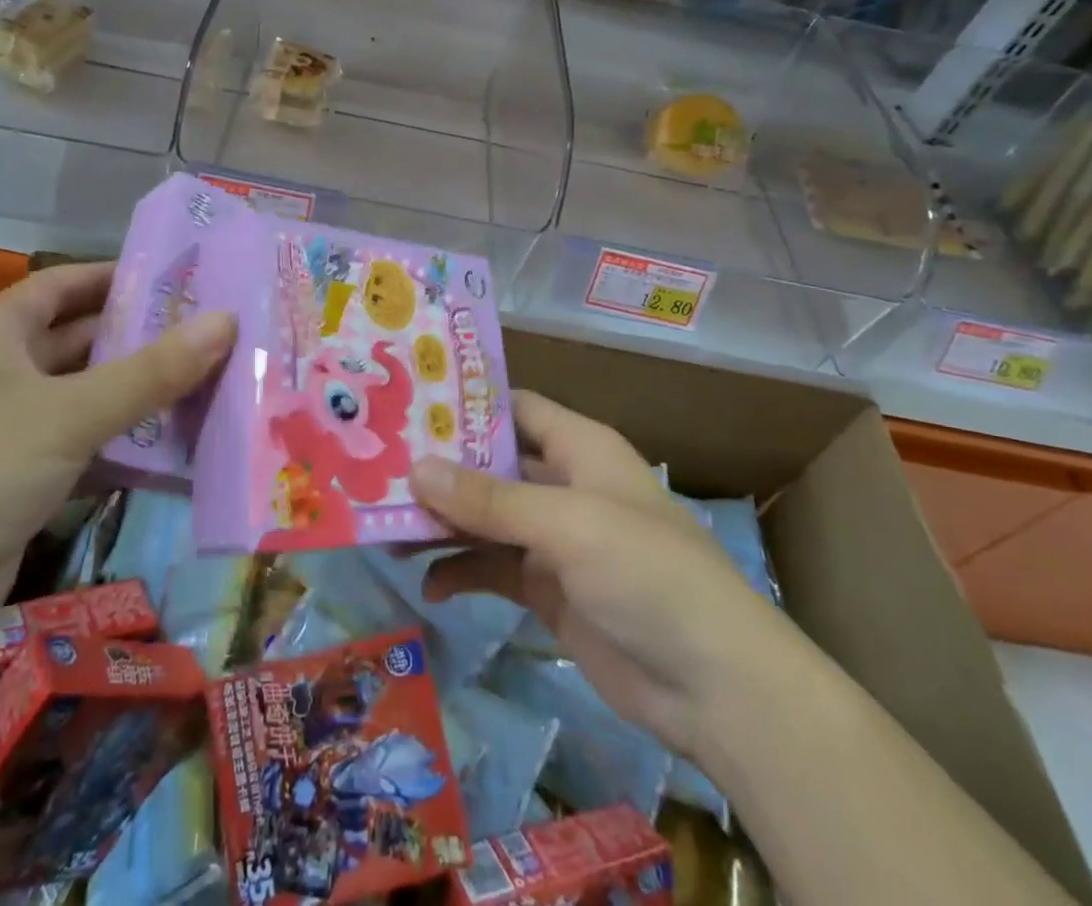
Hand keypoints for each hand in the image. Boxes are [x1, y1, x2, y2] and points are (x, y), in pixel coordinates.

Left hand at [0, 263, 233, 681]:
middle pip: (86, 342)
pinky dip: (131, 450)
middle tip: (221, 332)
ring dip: (147, 397)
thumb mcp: (67, 413)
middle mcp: (5, 376)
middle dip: (147, 337)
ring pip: (93, 401)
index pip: (66, 284)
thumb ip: (151, 371)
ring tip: (220, 384)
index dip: (119, 275)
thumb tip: (228, 321)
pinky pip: (91, 453)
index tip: (186, 275)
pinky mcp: (26, 488)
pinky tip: (186, 451)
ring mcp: (15, 435)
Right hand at [411, 392, 788, 758]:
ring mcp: (555, 540)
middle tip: (379, 469)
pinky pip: (493, 569)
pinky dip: (461, 573)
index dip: (466, 405)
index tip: (408, 405)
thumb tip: (416, 469)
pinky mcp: (548, 590)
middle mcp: (564, 485)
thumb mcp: (567, 524)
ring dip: (442, 524)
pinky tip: (427, 585)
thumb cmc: (647, 573)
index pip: (515, 408)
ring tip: (387, 530)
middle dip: (441, 469)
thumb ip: (490, 500)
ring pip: (486, 519)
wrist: (712, 686)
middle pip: (491, 465)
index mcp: (580, 448)